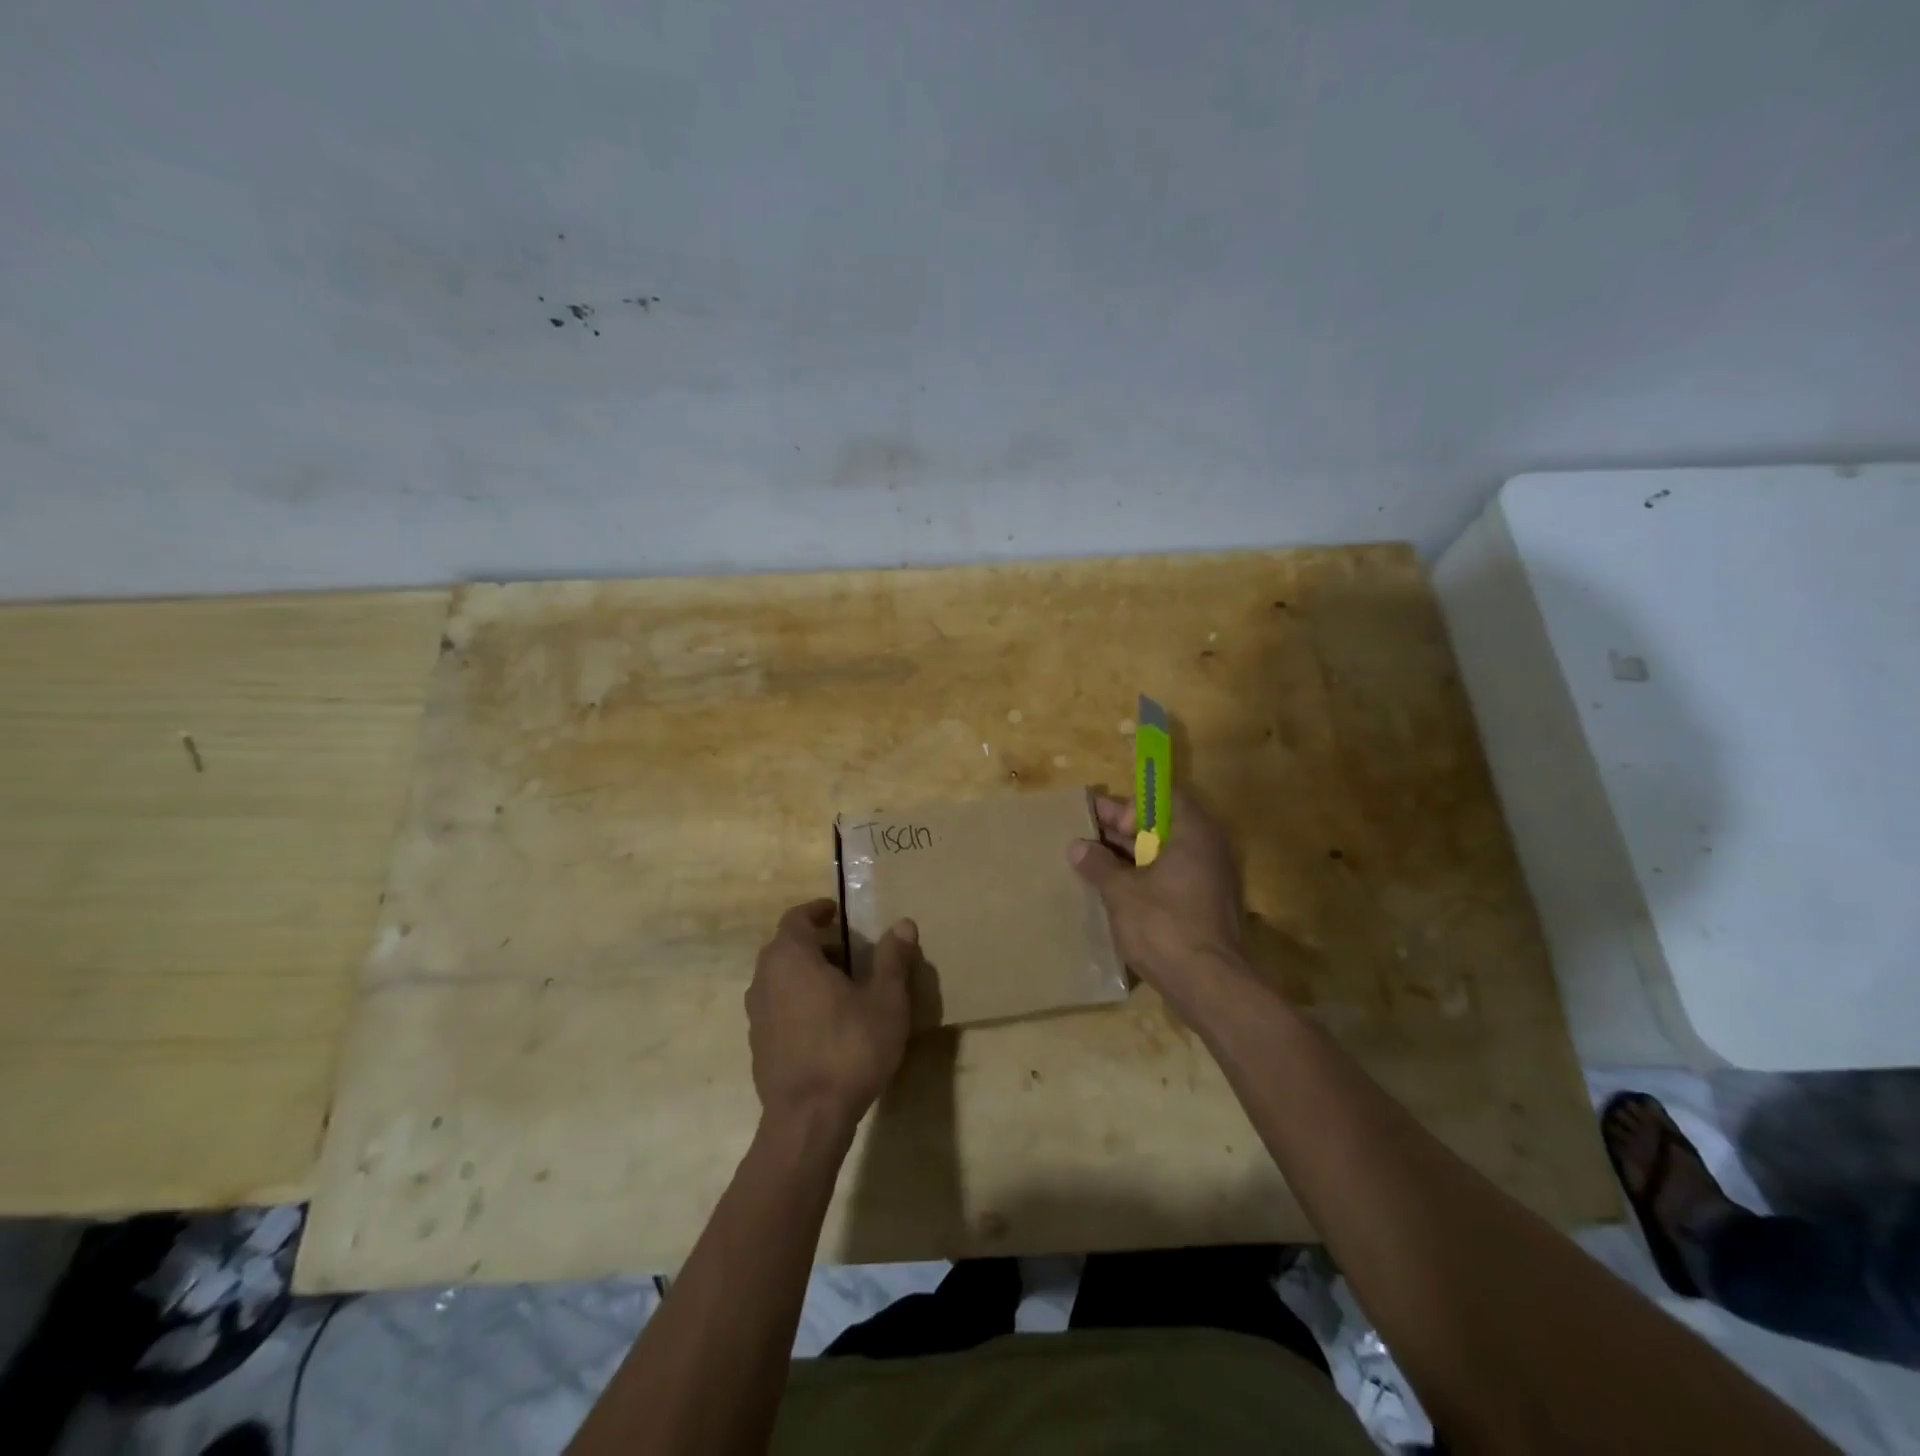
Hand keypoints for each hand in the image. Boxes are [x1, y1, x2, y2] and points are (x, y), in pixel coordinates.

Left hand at [745, 900, 918, 1137]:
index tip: (836, 912)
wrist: (807, 1120)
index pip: (796, 918)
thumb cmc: (849, 1048)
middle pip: (785, 947)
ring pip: (779, 979)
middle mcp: (765, 979)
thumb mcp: (885, 1001)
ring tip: (839, 986)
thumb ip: (892, 959)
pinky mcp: (758, 1046)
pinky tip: (824, 1023)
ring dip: (804, 974)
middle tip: (847, 950)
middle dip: (814, 943)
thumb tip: (903, 924)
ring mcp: (756, 1015)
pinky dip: (796, 1002)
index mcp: (791, 957)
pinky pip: (777, 1008)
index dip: (816, 911)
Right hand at [1068, 788, 1248, 1018]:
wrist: (1208, 984)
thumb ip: (1098, 864)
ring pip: (1164, 855)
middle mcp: (1207, 849)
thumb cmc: (1163, 925)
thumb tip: (1076, 846)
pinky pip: (1171, 879)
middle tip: (1086, 834)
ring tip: (1091, 860)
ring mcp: (1209, 879)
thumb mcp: (1121, 891)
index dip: (1130, 805)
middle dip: (1123, 830)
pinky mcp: (1204, 906)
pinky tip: (1113, 888)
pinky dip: (1144, 878)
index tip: (1100, 817)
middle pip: (1162, 826)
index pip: (1162, 799)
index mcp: (1192, 833)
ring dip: (1130, 856)